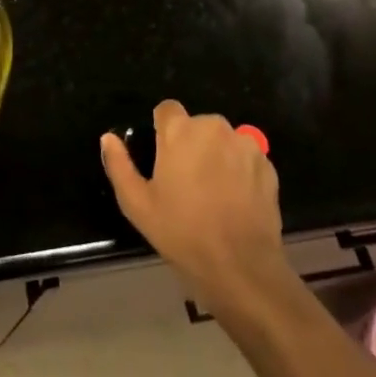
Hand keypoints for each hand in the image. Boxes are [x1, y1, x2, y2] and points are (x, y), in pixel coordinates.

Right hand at [100, 100, 288, 309]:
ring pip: (223, 141)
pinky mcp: (267, 164)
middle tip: (186, 183)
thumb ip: (119, 165)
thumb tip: (108, 139)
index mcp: (180, 130)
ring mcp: (244, 144)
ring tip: (214, 194)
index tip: (164, 159)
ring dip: (217, 156)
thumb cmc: (182, 232)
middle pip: (197, 126)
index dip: (163, 131)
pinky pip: (246, 158)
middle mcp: (213, 126)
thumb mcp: (137, 204)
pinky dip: (240, 171)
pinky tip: (236, 202)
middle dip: (191, 145)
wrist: (240, 266)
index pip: (167, 110)